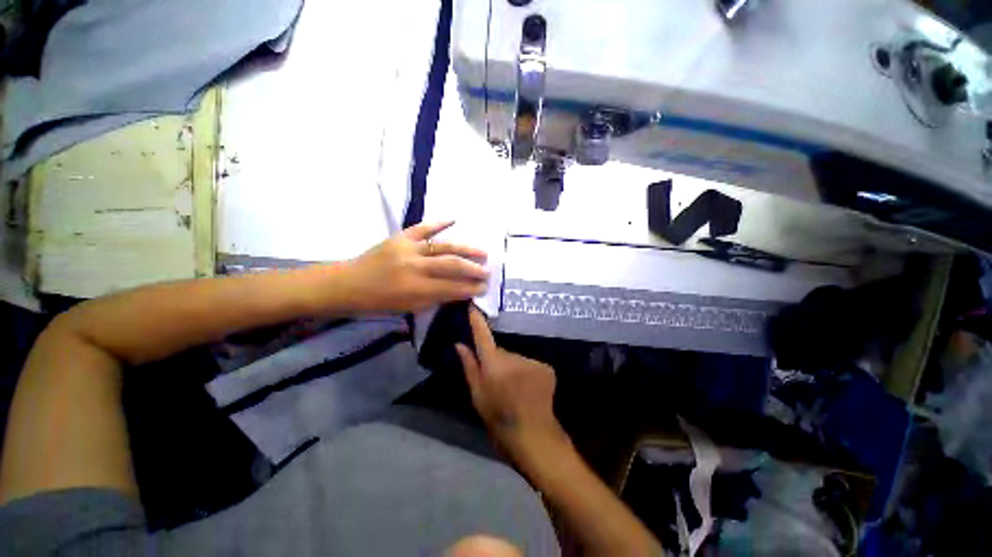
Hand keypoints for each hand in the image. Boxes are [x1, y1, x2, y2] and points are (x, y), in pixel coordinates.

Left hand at [342, 222, 488, 313]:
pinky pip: (423, 227)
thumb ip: (435, 299)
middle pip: (452, 266)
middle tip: (487, 271)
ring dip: (465, 249)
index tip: (484, 288)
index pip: (452, 288)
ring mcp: (408, 249)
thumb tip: (459, 292)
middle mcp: (415, 268)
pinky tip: (454, 219)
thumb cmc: (379, 302)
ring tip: (482, 252)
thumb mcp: (409, 308)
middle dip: (473, 269)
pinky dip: (439, 222)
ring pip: (443, 247)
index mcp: (416, 289)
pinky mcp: (400, 237)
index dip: (471, 288)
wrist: (348, 284)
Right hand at [456, 306, 564, 454]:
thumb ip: (469, 366)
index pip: (483, 336)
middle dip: (499, 361)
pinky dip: (528, 372)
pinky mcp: (546, 367)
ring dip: (515, 367)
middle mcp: (513, 357)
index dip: (478, 321)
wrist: (533, 434)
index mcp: (493, 364)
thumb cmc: (498, 417)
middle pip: (502, 351)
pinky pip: (531, 364)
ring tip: (515, 388)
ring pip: (517, 358)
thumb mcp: (477, 395)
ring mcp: (531, 361)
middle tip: (499, 381)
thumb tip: (459, 345)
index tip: (474, 306)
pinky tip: (529, 389)